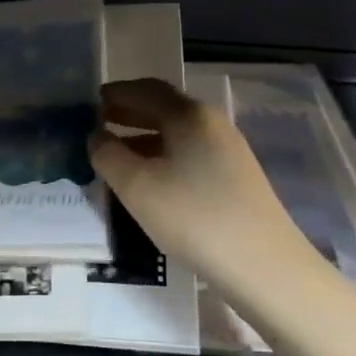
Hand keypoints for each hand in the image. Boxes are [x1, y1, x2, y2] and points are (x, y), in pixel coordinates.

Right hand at [91, 79, 318, 303]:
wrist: (264, 266)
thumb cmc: (194, 216)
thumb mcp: (136, 186)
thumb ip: (107, 154)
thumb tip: (96, 136)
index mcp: (189, 114)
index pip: (147, 89)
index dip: (117, 92)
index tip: (91, 101)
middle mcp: (212, 123)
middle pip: (164, 108)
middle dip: (130, 113)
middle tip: (99, 123)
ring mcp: (228, 151)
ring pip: (177, 134)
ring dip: (144, 137)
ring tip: (117, 154)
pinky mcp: (235, 178)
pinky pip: (190, 154)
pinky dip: (163, 156)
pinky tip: (150, 180)